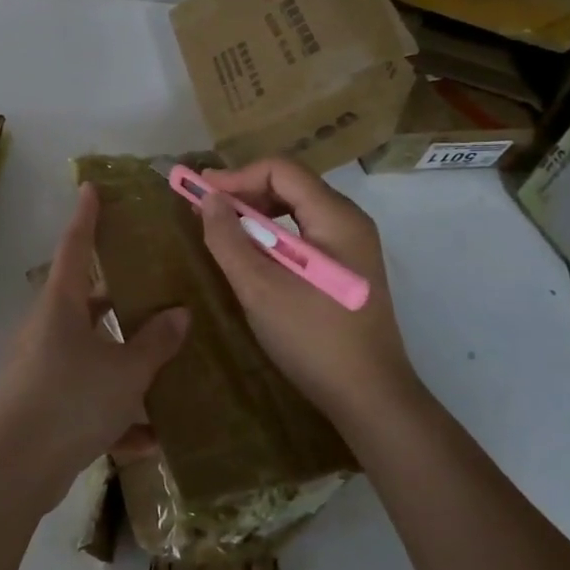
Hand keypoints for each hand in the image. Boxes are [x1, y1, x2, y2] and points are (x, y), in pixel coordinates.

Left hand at [0, 184, 188, 510]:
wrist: (16, 468)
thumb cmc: (71, 400)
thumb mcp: (125, 371)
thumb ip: (155, 343)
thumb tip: (180, 313)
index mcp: (61, 305)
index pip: (76, 247)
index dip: (86, 216)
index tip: (90, 188)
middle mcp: (47, 328)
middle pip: (86, 301)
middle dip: (119, 298)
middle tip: (154, 290)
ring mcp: (41, 366)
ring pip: (89, 352)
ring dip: (123, 362)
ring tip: (164, 368)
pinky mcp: (42, 403)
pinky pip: (85, 396)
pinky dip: (113, 412)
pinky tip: (147, 438)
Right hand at [196, 159, 414, 422]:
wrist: (370, 398)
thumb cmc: (313, 339)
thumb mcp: (260, 288)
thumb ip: (229, 239)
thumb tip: (208, 198)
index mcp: (336, 218)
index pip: (281, 170)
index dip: (236, 175)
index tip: (199, 191)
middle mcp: (349, 222)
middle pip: (291, 185)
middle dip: (244, 191)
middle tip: (205, 210)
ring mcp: (352, 246)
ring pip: (297, 209)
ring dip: (256, 213)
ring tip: (223, 231)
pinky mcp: (347, 268)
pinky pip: (304, 233)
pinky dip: (273, 235)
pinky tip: (252, 255)